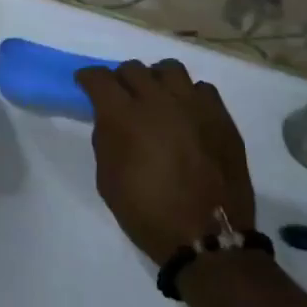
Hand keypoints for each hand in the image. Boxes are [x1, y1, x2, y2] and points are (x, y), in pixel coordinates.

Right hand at [76, 59, 254, 265]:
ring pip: (169, 69)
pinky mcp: (221, 117)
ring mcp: (193, 106)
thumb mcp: (107, 179)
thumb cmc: (148, 213)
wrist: (207, 238)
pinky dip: (189, 96)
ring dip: (156, 79)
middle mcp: (158, 101)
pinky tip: (186, 114)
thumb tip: (111, 121)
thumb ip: (106, 140)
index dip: (88, 78)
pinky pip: (202, 89)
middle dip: (121, 80)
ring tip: (156, 98)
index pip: (99, 77)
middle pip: (133, 68)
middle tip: (121, 98)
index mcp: (124, 116)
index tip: (85, 84)